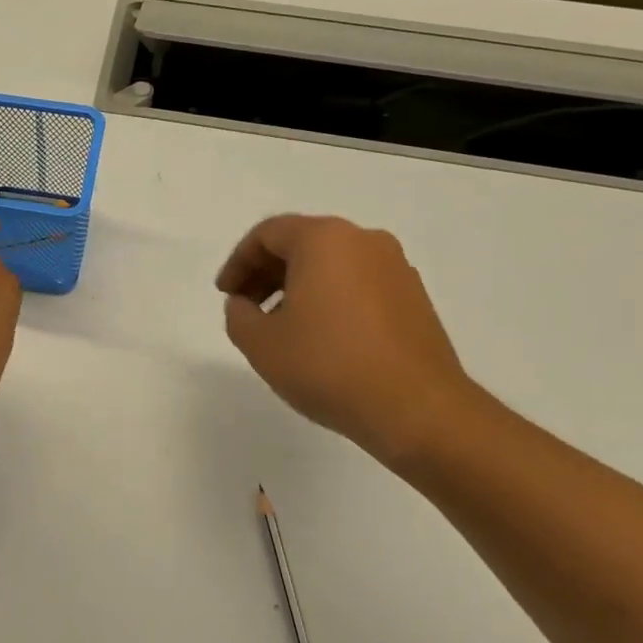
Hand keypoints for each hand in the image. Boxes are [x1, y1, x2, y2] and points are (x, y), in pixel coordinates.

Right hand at [216, 215, 478, 465]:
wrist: (417, 409)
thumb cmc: (329, 366)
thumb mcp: (260, 344)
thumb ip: (237, 315)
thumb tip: (244, 305)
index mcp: (324, 239)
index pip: (268, 233)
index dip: (238, 262)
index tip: (226, 295)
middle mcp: (363, 241)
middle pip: (302, 243)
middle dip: (266, 273)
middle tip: (246, 308)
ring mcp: (395, 268)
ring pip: (332, 264)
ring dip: (298, 287)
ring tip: (282, 327)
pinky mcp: (414, 297)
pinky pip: (358, 284)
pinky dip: (331, 298)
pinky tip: (321, 338)